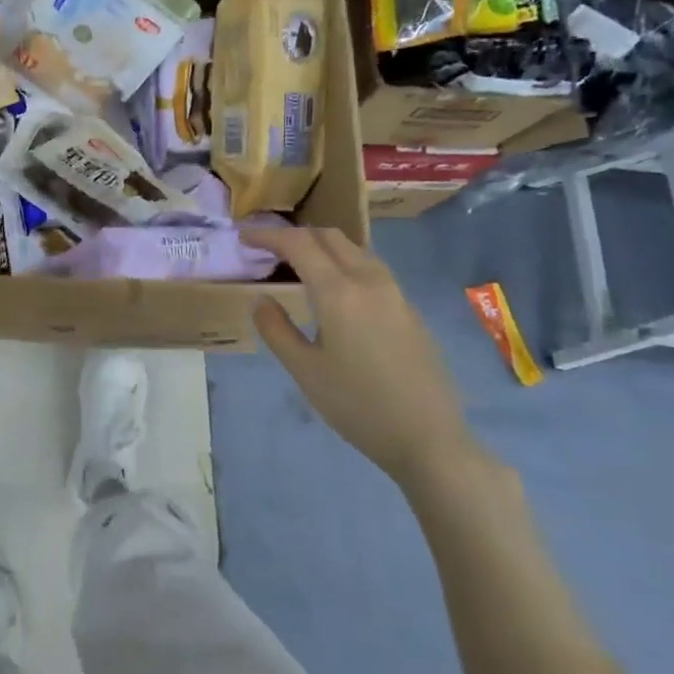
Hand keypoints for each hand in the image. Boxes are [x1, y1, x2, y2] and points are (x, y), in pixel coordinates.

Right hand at [239, 226, 475, 486]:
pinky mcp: (409, 309)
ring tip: (298, 266)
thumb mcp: (304, 370)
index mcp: (339, 292)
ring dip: (322, 246)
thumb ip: (276, 329)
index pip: (298, 244)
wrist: (429, 438)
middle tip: (268, 249)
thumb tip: (261, 299)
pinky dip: (343, 263)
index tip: (244, 236)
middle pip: (329, 237)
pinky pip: (370, 268)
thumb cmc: (358, 405)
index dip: (268, 235)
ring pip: (354, 250)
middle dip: (295, 235)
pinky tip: (334, 291)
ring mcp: (395, 293)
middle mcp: (369, 281)